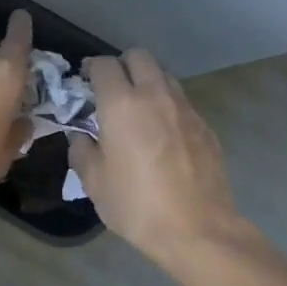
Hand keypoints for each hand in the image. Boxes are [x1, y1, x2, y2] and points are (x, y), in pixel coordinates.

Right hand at [68, 50, 244, 264]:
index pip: (104, 65)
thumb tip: (82, 137)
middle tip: (111, 90)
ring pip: (164, 75)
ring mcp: (185, 108)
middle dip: (122, 66)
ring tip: (138, 109)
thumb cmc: (137, 205)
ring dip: (147, 82)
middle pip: (139, 56)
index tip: (84, 82)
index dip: (90, 68)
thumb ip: (82, 151)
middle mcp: (155, 95)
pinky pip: (181, 100)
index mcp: (122, 104)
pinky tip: (162, 133)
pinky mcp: (204, 125)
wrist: (198, 229)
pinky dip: (167, 105)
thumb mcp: (94, 183)